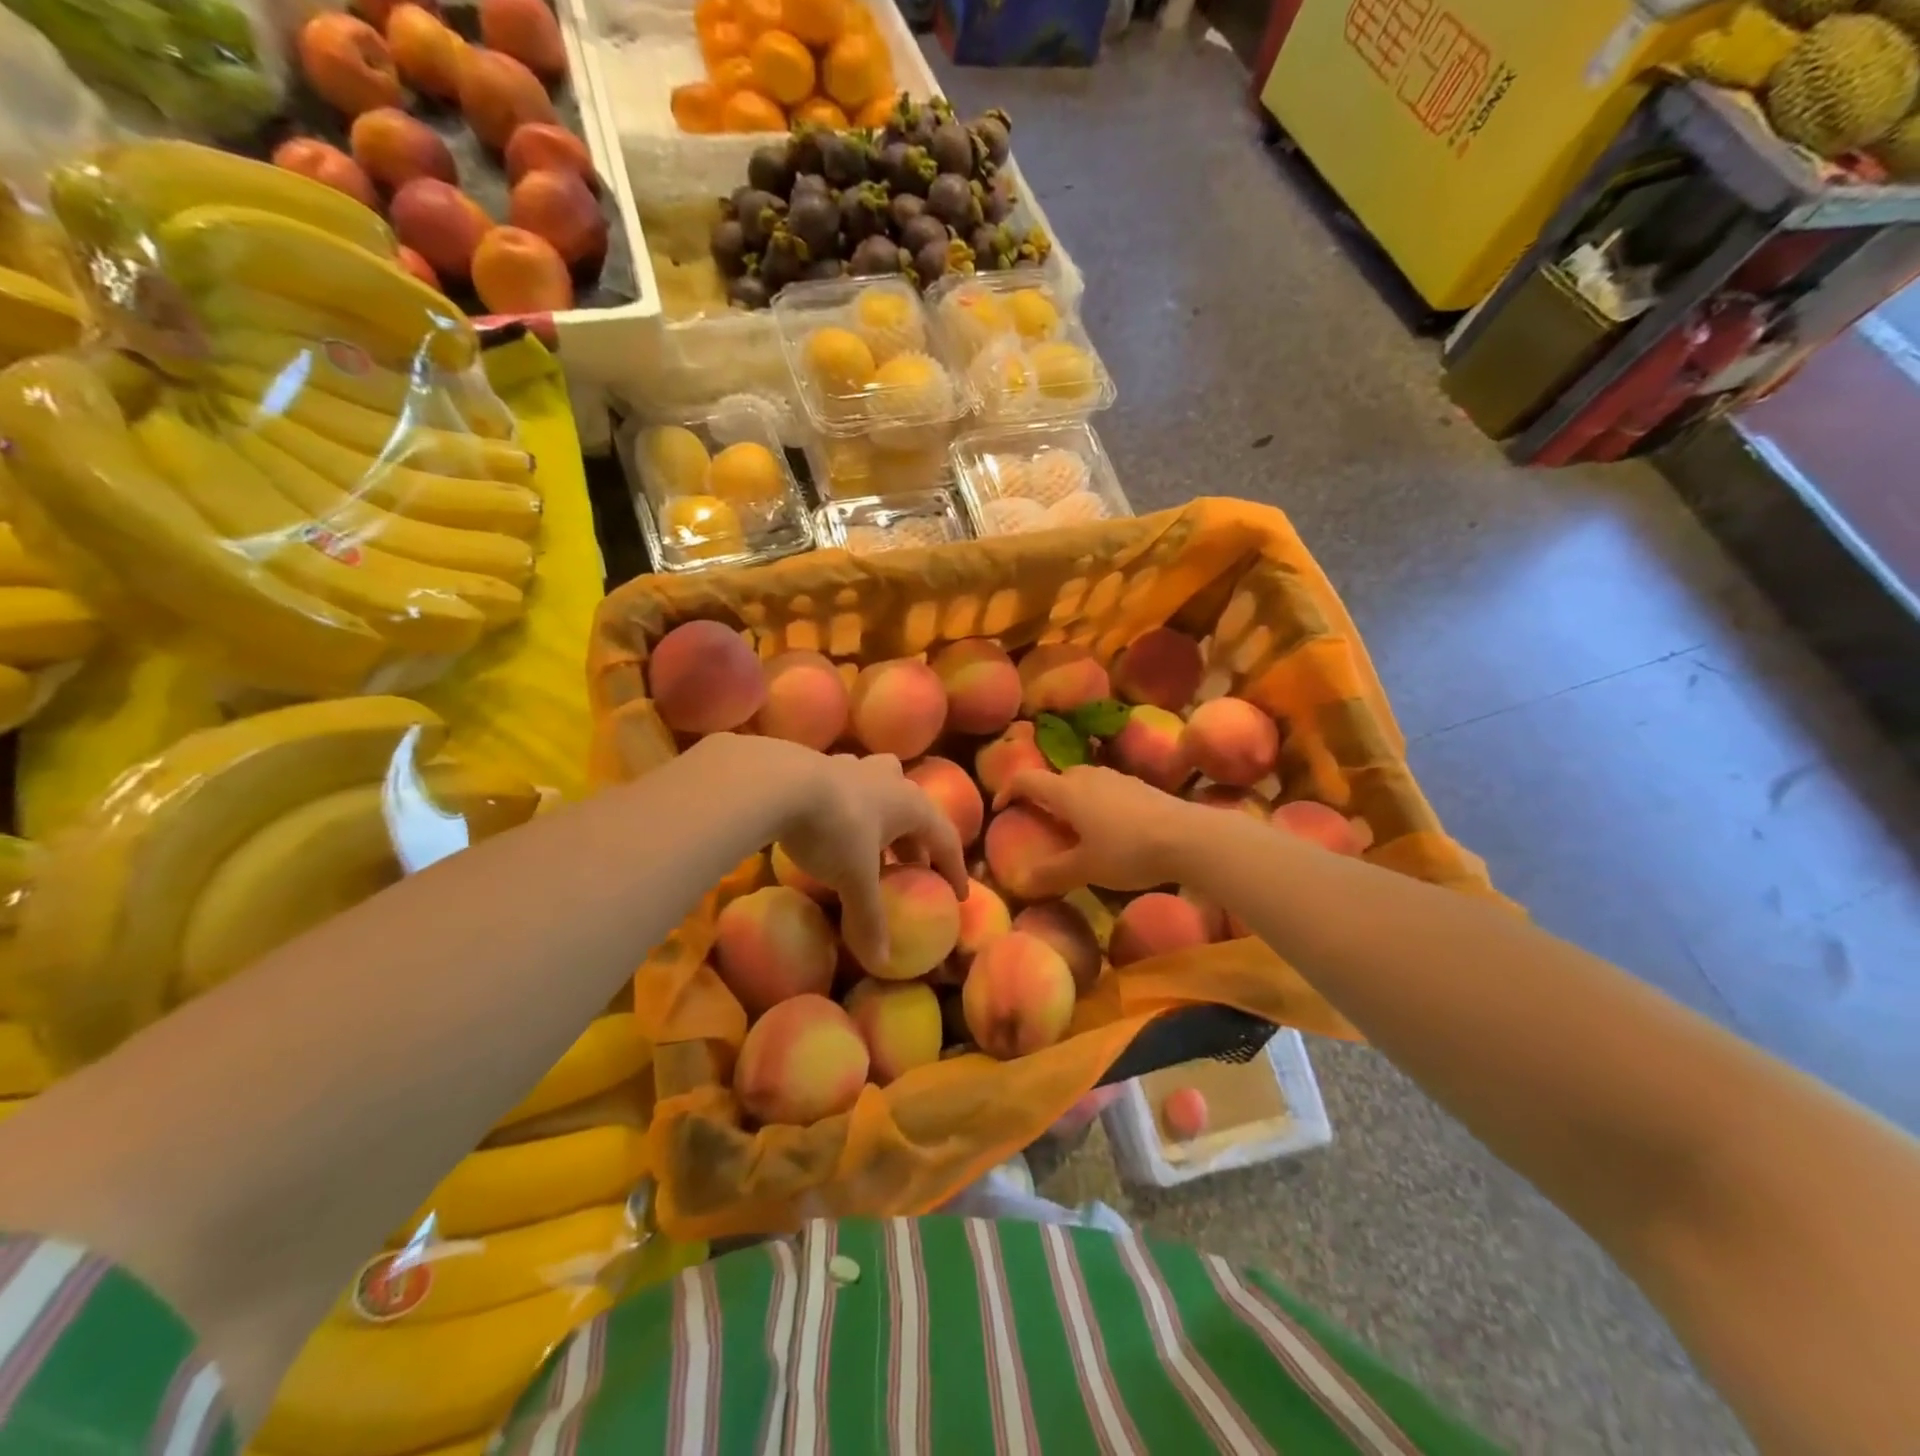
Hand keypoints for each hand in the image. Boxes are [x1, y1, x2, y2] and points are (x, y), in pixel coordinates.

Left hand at [768, 747, 967, 973]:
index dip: (954, 868)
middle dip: (917, 842)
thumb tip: (882, 961)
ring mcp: (857, 768)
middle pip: (916, 811)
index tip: (958, 894)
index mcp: (912, 805)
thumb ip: (869, 918)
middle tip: (914, 870)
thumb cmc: (835, 829)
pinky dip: (852, 806)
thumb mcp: (854, 879)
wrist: (780, 783)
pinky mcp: (824, 765)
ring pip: (884, 789)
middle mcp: (891, 780)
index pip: (946, 839)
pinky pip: (850, 787)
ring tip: (875, 843)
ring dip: (885, 817)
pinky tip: (836, 821)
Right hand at [993, 766, 1201, 896]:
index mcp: (1067, 792)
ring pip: (1083, 781)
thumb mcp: (1086, 868)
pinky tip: (1110, 827)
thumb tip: (1021, 883)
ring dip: (1071, 797)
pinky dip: (1096, 802)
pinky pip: (1106, 789)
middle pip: (1056, 778)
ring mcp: (1117, 778)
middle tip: (1040, 820)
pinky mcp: (1140, 786)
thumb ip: (1052, 874)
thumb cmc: (1127, 850)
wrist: (1188, 837)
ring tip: (1074, 824)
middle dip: (1043, 795)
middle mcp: (1088, 776)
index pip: (1027, 779)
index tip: (1000, 807)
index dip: (1008, 790)